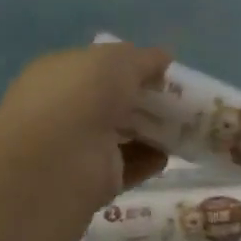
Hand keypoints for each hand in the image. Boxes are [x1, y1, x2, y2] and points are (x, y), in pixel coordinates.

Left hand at [0, 42, 172, 207]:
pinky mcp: (94, 181)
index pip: (98, 68)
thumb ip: (143, 58)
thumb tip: (163, 58)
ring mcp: (79, 147)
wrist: (58, 160)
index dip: (130, 67)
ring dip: (151, 131)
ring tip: (182, 128)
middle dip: (144, 101)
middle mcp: (66, 109)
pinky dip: (148, 160)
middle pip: (113, 103)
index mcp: (61, 74)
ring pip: (122, 135)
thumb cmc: (82, 95)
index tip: (161, 72)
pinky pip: (128, 167)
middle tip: (179, 101)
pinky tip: (167, 155)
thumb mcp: (117, 60)